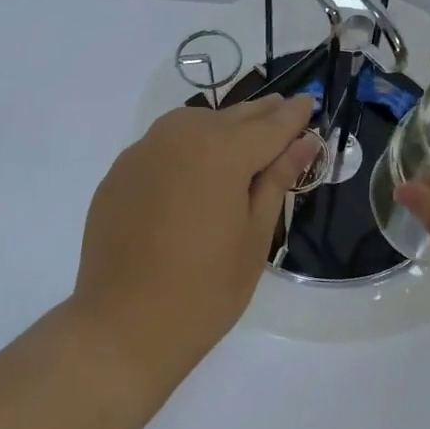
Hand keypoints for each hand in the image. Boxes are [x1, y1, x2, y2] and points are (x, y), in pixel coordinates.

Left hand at [75, 94, 320, 370]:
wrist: (124, 326)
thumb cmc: (205, 290)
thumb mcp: (255, 236)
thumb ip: (277, 179)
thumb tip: (304, 142)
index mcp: (221, 151)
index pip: (269, 125)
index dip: (294, 116)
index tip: (311, 102)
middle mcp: (180, 137)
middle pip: (231, 117)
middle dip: (260, 114)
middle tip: (284, 110)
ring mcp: (142, 152)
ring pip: (192, 123)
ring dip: (221, 125)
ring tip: (243, 136)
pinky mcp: (119, 173)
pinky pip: (162, 145)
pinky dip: (186, 146)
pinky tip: (195, 167)